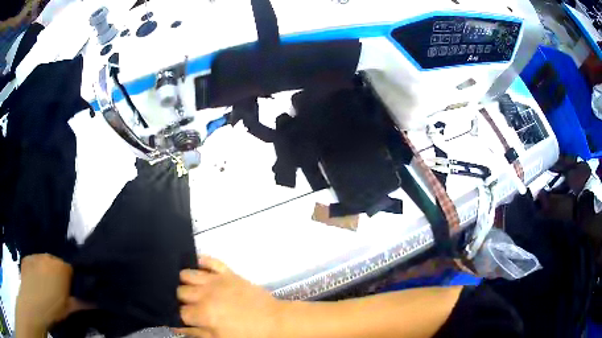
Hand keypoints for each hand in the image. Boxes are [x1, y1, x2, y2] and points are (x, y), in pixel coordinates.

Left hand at [16, 254, 73, 334]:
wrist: (33, 303)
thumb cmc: (53, 308)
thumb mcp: (69, 310)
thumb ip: (81, 303)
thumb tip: (96, 302)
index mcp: (61, 268)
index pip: (70, 270)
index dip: (70, 281)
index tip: (69, 292)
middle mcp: (48, 257)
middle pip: (55, 264)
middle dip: (56, 275)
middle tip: (56, 291)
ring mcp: (35, 256)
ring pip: (43, 263)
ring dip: (45, 272)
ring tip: (44, 287)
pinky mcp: (26, 258)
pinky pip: (33, 263)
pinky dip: (35, 270)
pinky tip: (34, 282)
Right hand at [174, 256, 284, 337]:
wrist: (275, 321)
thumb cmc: (248, 334)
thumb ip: (196, 333)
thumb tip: (176, 327)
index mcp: (204, 314)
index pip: (179, 311)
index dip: (178, 315)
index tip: (182, 317)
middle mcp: (205, 294)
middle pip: (180, 291)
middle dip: (180, 299)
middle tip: (187, 305)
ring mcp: (217, 280)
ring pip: (188, 274)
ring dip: (185, 281)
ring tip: (190, 289)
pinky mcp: (228, 273)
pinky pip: (210, 260)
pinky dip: (201, 261)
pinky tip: (196, 266)